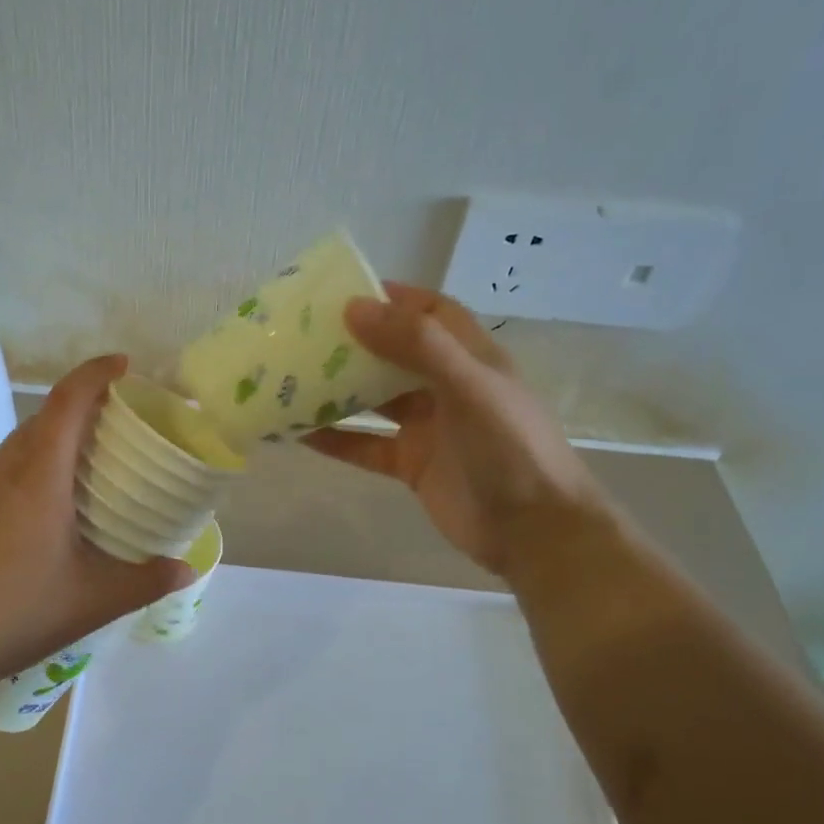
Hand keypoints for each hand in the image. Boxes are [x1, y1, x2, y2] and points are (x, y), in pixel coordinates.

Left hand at [0, 356, 192, 699]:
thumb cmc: (16, 614)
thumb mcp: (93, 601)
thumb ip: (146, 581)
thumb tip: (186, 570)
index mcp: (38, 478)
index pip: (67, 402)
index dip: (96, 374)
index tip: (122, 365)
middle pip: (40, 422)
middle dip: (76, 411)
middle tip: (109, 430)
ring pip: (12, 452)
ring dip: (45, 449)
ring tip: (72, 481)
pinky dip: (16, 482)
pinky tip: (24, 528)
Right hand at [303, 284, 609, 579]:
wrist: (533, 531)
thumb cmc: (509, 448)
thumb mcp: (469, 386)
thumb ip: (417, 345)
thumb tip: (355, 308)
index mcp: (470, 358)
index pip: (430, 313)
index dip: (392, 298)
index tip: (343, 292)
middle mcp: (447, 387)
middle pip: (394, 354)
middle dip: (354, 343)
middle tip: (304, 336)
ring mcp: (428, 428)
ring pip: (375, 400)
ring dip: (338, 390)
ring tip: (291, 379)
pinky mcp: (411, 464)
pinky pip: (366, 445)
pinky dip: (336, 438)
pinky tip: (298, 433)